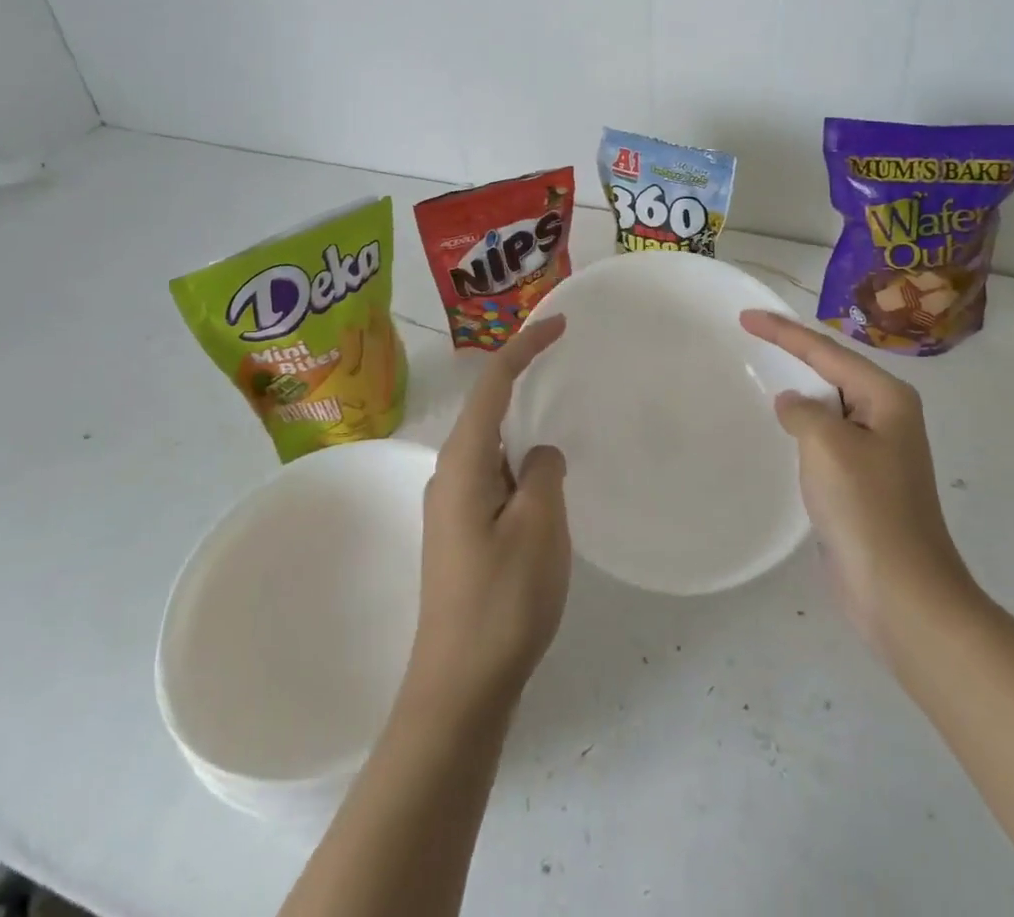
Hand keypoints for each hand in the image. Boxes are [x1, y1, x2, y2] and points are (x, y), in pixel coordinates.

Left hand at [403, 316, 571, 720]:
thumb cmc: (503, 600)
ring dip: (524, 424)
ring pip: (492, 445)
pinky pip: (495, 475)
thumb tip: (540, 455)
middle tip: (563, 359)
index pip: (493, 384)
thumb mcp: (540, 526)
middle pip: (487, 408)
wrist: (460, 688)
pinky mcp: (462, 532)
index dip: (524, 347)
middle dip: (522, 377)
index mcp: (464, 463)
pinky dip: (522, 461)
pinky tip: (546, 479)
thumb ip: (544, 472)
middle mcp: (449, 474)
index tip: (559, 324)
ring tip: (561, 415)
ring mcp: (452, 506)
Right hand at [741, 310, 979, 660]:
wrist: (900, 592)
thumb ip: (803, 411)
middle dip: (793, 352)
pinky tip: (780, 428)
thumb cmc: (867, 508)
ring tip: (761, 372)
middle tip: (751, 336)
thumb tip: (793, 404)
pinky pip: (826, 438)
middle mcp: (886, 415)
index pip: (826, 351)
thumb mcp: (827, 444)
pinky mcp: (862, 481)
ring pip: (829, 405)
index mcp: (886, 397)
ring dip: (798, 389)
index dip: (783, 331)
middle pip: (832, 371)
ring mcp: (877, 450)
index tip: (745, 317)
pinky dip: (801, 426)